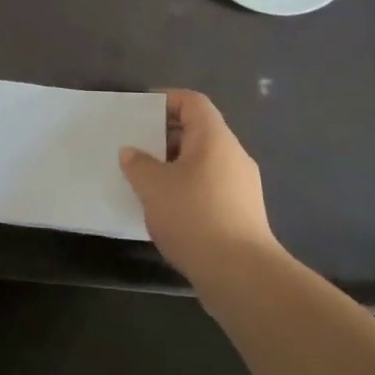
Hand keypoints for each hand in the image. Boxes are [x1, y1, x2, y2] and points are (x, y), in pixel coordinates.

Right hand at [120, 90, 275, 283]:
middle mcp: (233, 156)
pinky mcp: (242, 213)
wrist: (241, 274)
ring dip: (174, 166)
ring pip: (203, 163)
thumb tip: (132, 153)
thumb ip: (138, 164)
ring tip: (145, 180)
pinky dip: (186, 189)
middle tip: (135, 147)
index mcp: (215, 138)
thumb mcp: (154, 186)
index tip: (140, 110)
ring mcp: (242, 186)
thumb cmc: (194, 216)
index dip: (166, 99)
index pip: (193, 102)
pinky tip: (166, 209)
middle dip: (165, 137)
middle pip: (198, 132)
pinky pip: (209, 187)